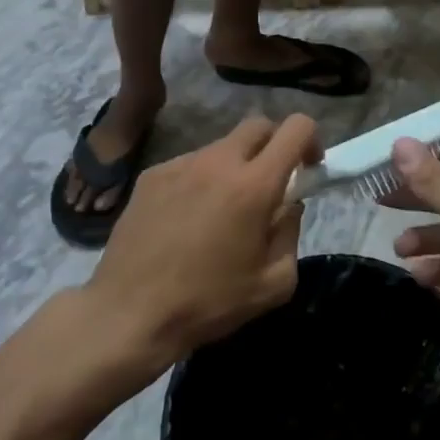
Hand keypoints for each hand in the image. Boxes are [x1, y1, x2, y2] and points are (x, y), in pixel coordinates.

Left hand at [89, 114, 318, 374]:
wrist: (128, 314)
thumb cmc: (208, 303)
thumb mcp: (273, 284)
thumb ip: (291, 234)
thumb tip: (289, 205)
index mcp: (254, 185)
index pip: (296, 127)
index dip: (311, 140)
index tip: (308, 168)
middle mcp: (218, 162)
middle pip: (258, 125)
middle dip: (274, 144)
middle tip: (270, 183)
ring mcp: (181, 165)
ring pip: (222, 146)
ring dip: (235, 166)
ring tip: (222, 211)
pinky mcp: (152, 175)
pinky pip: (190, 164)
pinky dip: (201, 180)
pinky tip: (187, 219)